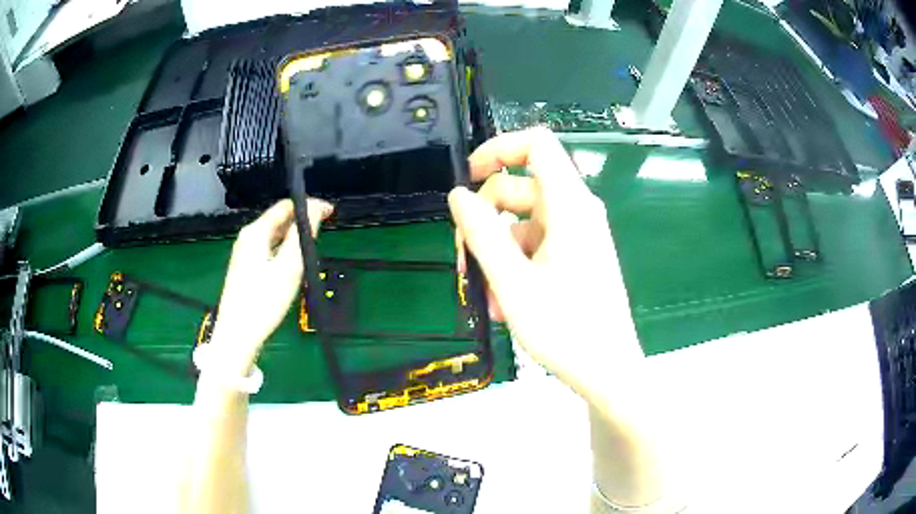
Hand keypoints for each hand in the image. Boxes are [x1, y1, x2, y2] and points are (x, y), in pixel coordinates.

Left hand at [210, 198, 332, 374]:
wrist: (238, 334)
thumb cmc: (264, 300)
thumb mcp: (289, 266)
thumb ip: (303, 235)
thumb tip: (316, 209)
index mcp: (256, 231)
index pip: (286, 206)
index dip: (310, 205)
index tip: (330, 213)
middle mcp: (248, 237)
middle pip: (279, 219)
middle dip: (302, 222)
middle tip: (323, 233)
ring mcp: (244, 253)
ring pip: (274, 235)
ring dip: (294, 237)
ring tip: (311, 250)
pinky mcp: (245, 268)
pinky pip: (268, 249)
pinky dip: (283, 250)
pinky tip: (292, 266)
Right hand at [449, 128, 642, 394]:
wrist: (607, 371)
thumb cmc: (565, 329)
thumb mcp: (513, 282)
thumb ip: (481, 233)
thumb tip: (457, 195)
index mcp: (570, 205)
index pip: (536, 144)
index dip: (499, 149)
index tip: (468, 177)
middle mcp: (577, 211)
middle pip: (521, 188)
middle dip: (486, 218)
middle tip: (465, 259)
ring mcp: (578, 234)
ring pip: (524, 222)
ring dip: (498, 252)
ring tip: (489, 296)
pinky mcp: (577, 256)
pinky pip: (537, 245)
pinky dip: (516, 265)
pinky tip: (506, 302)